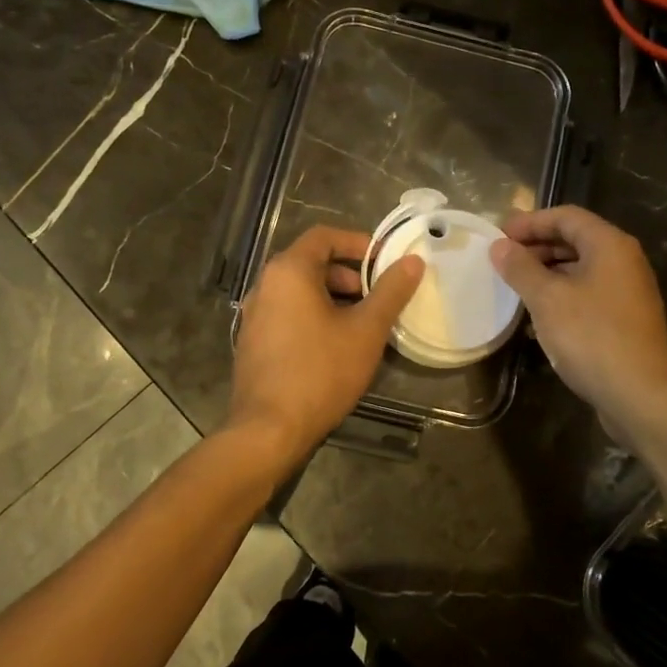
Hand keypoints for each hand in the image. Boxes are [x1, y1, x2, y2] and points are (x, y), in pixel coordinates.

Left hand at [228, 225, 423, 471]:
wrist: (269, 430)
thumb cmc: (321, 372)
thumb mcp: (366, 330)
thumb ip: (391, 291)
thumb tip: (413, 261)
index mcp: (289, 272)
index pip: (324, 236)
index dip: (358, 242)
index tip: (385, 261)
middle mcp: (265, 286)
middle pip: (311, 263)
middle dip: (349, 275)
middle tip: (378, 297)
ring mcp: (255, 315)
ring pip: (300, 292)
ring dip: (334, 298)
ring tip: (363, 324)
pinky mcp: (253, 342)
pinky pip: (288, 314)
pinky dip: (314, 317)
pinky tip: (336, 346)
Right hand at [490, 206, 666, 440]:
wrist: (642, 396)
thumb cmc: (592, 337)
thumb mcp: (547, 299)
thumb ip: (521, 268)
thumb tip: (499, 246)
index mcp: (609, 245)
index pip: (566, 216)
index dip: (530, 222)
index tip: (498, 236)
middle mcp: (624, 261)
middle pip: (575, 239)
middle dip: (537, 246)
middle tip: (503, 260)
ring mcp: (628, 291)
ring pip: (581, 268)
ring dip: (547, 272)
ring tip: (515, 286)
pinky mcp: (625, 319)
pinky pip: (588, 293)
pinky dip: (562, 295)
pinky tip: (539, 316)